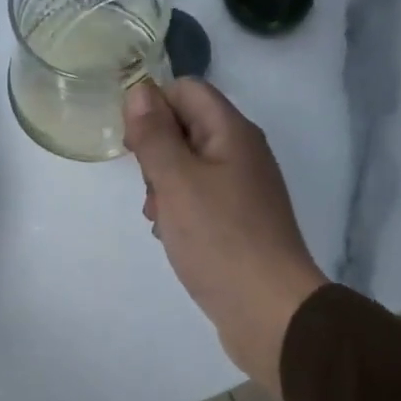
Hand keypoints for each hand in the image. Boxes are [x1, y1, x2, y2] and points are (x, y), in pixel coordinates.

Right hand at [124, 79, 327, 394]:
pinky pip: (201, 201)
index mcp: (232, 132)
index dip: (152, 107)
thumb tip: (140, 90)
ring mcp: (243, 190)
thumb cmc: (219, 239)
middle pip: (187, 127)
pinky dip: (181, 212)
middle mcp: (242, 153)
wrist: (268, 310)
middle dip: (156, 153)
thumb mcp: (177, 181)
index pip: (186, 90)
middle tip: (150, 190)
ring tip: (159, 219)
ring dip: (164, 187)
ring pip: (190, 168)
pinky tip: (173, 238)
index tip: (132, 146)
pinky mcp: (240, 222)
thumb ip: (155, 134)